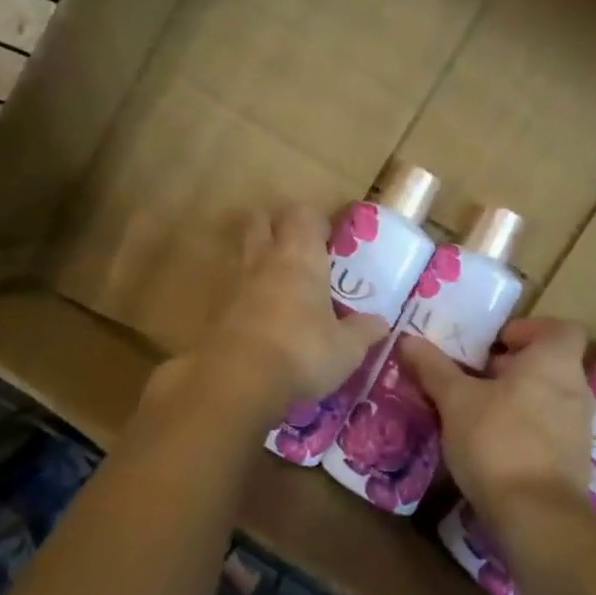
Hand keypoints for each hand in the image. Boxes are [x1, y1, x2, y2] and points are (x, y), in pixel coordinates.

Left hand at [164, 203, 389, 413]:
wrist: (237, 381)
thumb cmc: (302, 352)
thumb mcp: (346, 348)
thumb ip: (363, 331)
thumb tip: (380, 322)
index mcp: (300, 256)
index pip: (304, 213)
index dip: (316, 219)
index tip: (329, 236)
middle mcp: (264, 259)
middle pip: (262, 220)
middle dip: (277, 225)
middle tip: (298, 248)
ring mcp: (234, 282)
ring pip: (242, 250)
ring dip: (257, 256)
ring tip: (278, 279)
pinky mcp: (215, 309)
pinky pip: (230, 286)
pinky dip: (243, 291)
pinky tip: (259, 313)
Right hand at [398, 317, 594, 524]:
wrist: (536, 515)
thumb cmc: (497, 440)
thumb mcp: (455, 400)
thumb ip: (433, 368)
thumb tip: (408, 339)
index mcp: (554, 362)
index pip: (559, 329)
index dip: (528, 329)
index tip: (494, 343)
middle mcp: (576, 389)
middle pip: (549, 364)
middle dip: (512, 367)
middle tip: (473, 377)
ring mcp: (579, 428)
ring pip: (548, 398)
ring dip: (516, 399)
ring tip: (476, 412)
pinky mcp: (574, 461)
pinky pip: (549, 430)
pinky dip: (524, 428)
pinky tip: (491, 444)